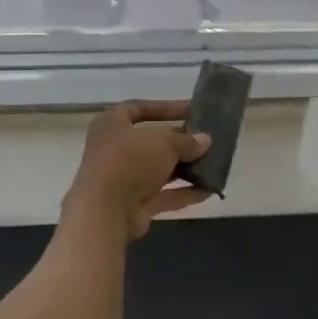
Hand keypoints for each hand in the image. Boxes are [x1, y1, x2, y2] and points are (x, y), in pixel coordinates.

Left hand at [63, 100, 212, 240]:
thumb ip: (186, 141)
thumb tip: (205, 140)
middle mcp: (114, 149)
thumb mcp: (164, 142)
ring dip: (184, 168)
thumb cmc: (130, 161)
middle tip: (205, 140)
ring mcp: (123, 179)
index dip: (166, 107)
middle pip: (151, 142)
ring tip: (212, 164)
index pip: (139, 108)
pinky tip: (208, 190)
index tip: (192, 110)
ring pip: (158, 170)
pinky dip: (184, 192)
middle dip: (179, 142)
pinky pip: (163, 195)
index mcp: (112, 124)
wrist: (105, 210)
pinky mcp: (133, 204)